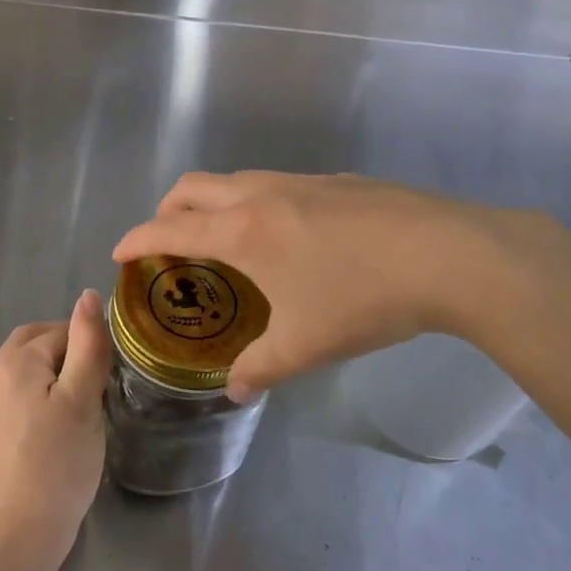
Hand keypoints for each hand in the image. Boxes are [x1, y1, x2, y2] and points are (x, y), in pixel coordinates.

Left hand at [0, 289, 111, 570]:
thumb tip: (87, 295)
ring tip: (83, 403)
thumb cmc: (58, 461)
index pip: (60, 331)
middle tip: (97, 380)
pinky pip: (18, 395)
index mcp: (14, 361)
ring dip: (54, 373)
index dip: (89, 346)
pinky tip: (59, 425)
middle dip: (67, 350)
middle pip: (34, 343)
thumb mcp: (82, 398)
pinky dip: (40, 395)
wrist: (19, 531)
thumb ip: (87, 344)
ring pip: (26, 370)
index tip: (111, 374)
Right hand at [113, 171, 544, 400]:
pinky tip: (287, 238)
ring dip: (211, 203)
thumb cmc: (364, 299)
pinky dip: (253, 203)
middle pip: (192, 187)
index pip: (169, 228)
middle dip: (167, 210)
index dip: (136, 239)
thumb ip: (261, 367)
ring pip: (234, 180)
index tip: (119, 254)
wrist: (451, 256)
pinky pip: (273, 184)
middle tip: (167, 243)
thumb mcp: (306, 345)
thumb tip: (234, 390)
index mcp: (242, 231)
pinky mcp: (336, 181)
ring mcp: (300, 181)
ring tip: (224, 242)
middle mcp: (261, 195)